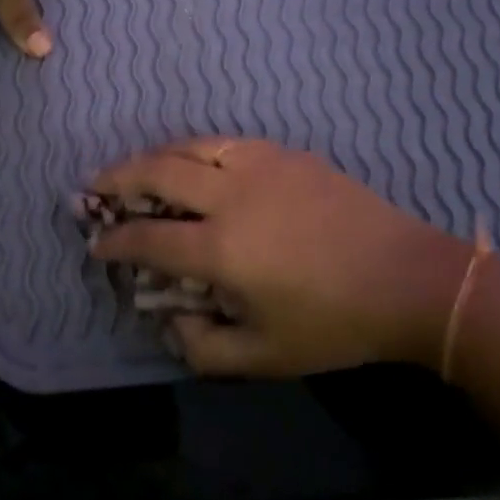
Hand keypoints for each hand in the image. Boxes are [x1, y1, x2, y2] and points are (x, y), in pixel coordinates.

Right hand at [89, 138, 470, 375]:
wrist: (405, 276)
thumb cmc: (334, 323)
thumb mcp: (266, 358)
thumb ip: (204, 347)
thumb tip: (166, 321)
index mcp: (222, 248)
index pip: (147, 239)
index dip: (114, 241)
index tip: (97, 243)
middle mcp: (229, 196)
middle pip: (156, 173)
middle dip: (116, 179)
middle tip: (94, 186)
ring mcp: (257, 165)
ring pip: (187, 147)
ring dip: (152, 157)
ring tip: (136, 169)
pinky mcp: (281, 152)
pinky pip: (223, 142)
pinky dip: (193, 149)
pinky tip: (192, 161)